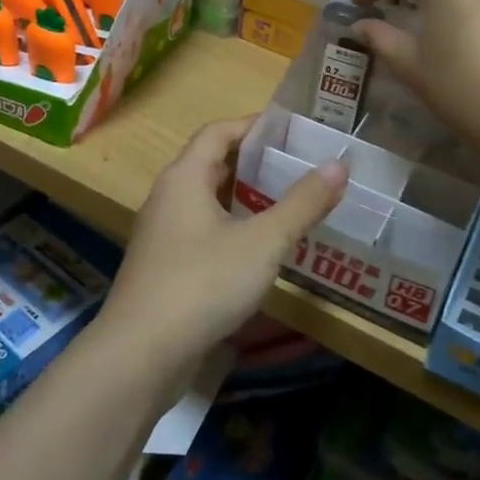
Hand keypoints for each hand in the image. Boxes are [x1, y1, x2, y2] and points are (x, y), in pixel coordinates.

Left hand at [96, 118, 344, 372]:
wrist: (140, 354)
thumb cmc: (202, 284)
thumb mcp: (262, 242)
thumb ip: (301, 204)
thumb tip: (338, 164)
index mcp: (184, 177)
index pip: (217, 132)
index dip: (252, 125)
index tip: (290, 129)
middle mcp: (167, 197)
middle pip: (210, 163)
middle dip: (252, 161)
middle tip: (296, 165)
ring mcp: (162, 234)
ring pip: (206, 200)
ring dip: (242, 197)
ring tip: (284, 202)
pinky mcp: (163, 267)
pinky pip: (201, 231)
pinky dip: (230, 227)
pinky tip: (257, 249)